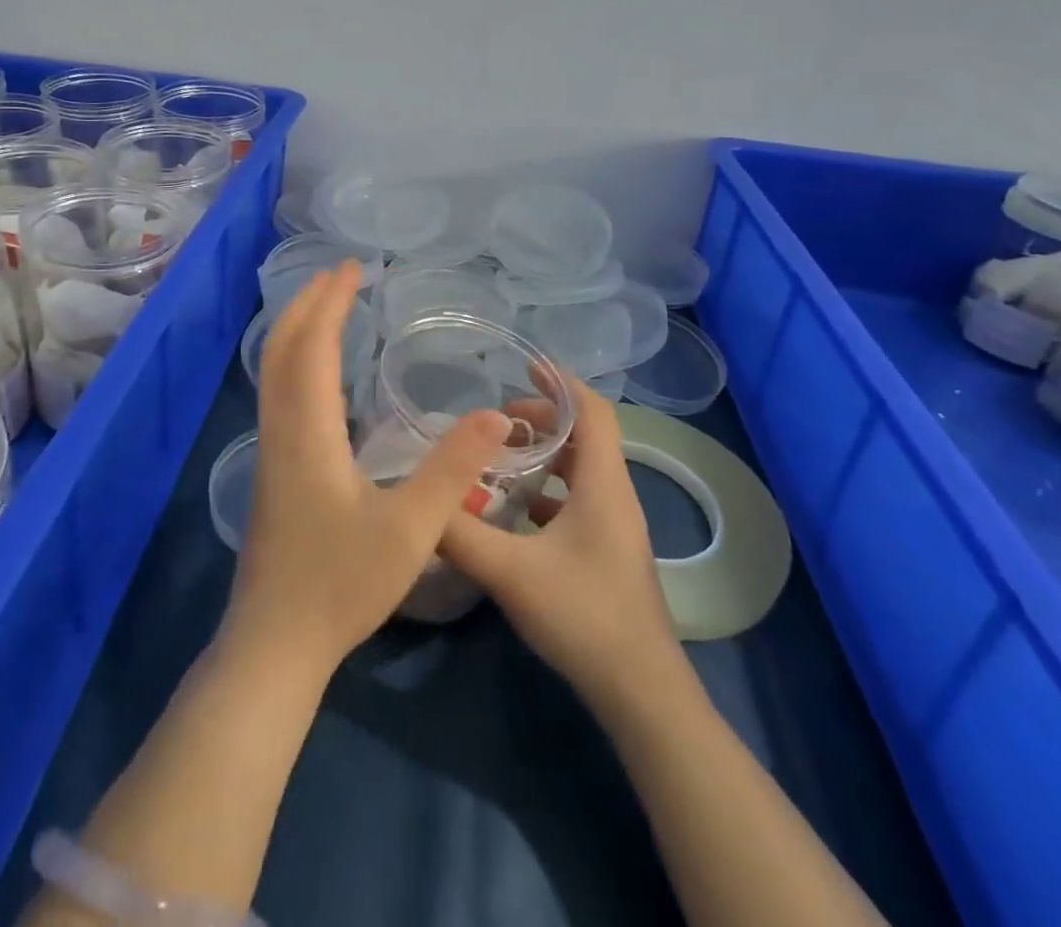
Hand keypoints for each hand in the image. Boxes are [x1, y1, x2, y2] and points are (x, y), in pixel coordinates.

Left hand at [225, 260, 510, 679]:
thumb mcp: (411, 529)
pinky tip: (325, 376)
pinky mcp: (273, 470)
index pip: (314, 346)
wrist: (274, 644)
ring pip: (275, 371)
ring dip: (300, 330)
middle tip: (342, 275)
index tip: (354, 268)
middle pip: (283, 348)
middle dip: (309, 303)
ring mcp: (271, 450)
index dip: (331, 301)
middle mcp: (281, 429)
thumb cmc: (341, 585)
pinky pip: (280, 394)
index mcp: (309, 432)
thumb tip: (494, 415)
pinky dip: (298, 362)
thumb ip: (452, 469)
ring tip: (332, 308)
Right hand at [439, 375, 683, 709]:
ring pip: (580, 471)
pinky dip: (546, 492)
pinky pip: (576, 502)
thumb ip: (459, 533)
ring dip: (544, 456)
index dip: (561, 382)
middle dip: (542, 420)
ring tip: (498, 459)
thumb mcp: (510, 571)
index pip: (592, 411)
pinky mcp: (607, 553)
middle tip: (496, 424)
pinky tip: (512, 513)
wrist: (641, 694)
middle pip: (585, 436)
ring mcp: (614, 527)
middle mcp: (614, 496)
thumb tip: (419, 500)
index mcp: (603, 485)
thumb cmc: (584, 616)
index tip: (523, 368)